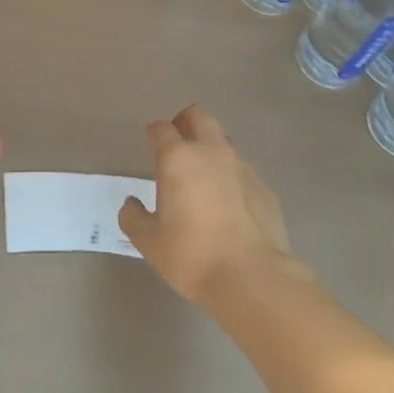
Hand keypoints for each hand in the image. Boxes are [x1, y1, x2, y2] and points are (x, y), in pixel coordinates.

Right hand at [119, 105, 296, 301]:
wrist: (252, 276)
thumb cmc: (193, 255)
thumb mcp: (150, 243)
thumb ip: (134, 218)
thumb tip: (130, 205)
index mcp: (178, 159)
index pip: (161, 129)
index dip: (153, 132)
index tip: (150, 140)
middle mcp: (210, 152)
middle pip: (198, 116)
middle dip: (185, 122)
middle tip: (177, 144)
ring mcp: (241, 166)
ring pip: (223, 141)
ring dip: (210, 148)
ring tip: (203, 176)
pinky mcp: (263, 185)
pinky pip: (241, 169)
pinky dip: (231, 176)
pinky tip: (228, 203)